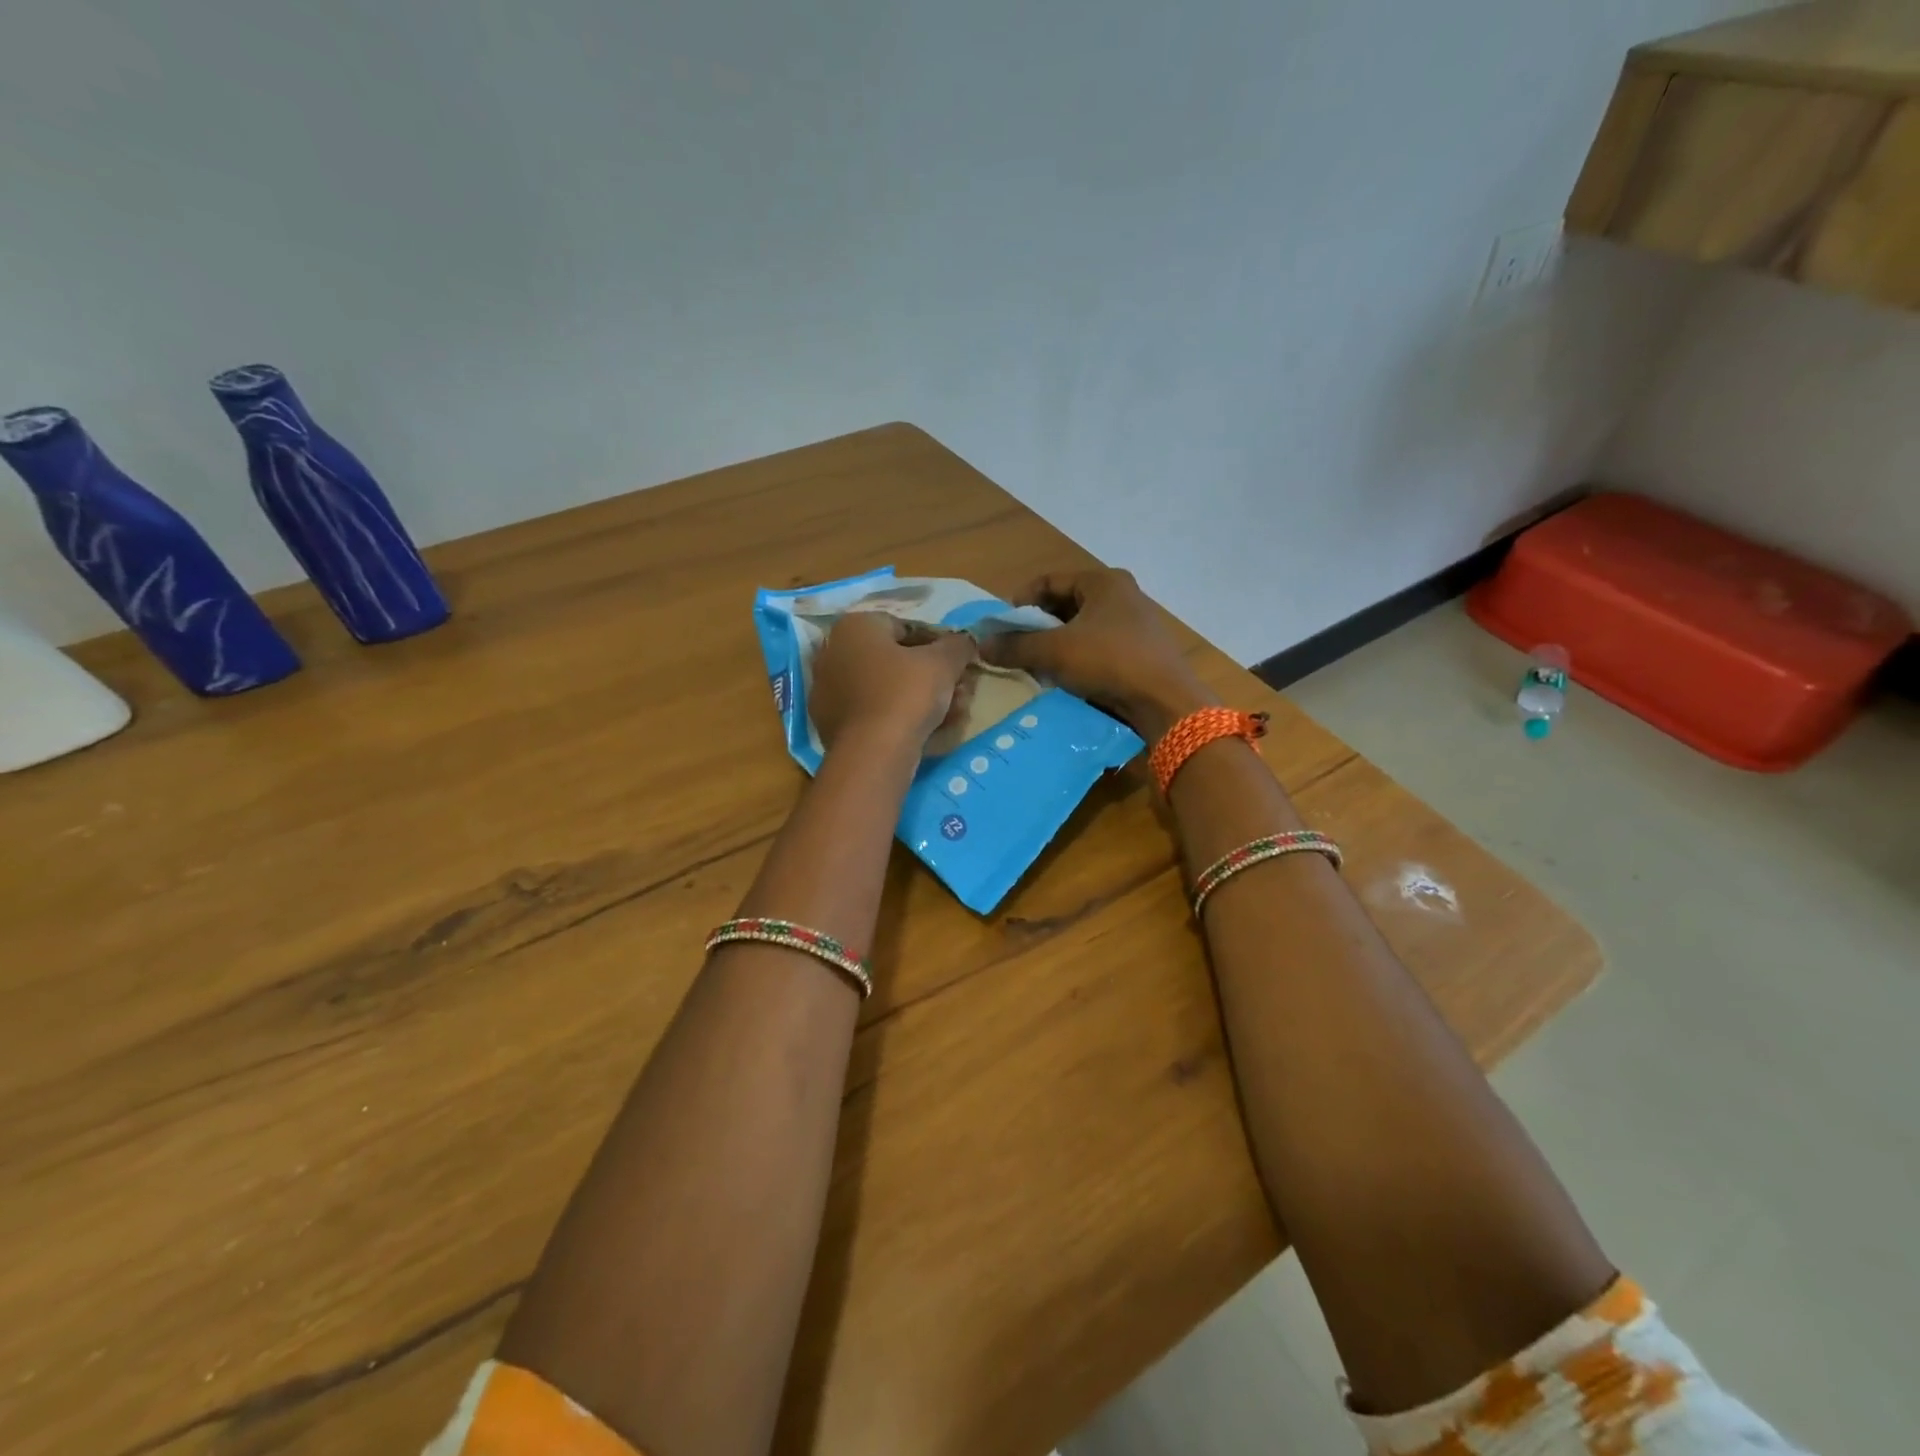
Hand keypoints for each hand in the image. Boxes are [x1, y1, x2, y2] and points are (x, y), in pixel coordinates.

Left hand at [809, 611, 978, 752]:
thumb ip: (958, 645)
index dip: (939, 646)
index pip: (906, 628)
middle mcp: (834, 653)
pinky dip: (901, 718)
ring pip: (888, 690)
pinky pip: (875, 713)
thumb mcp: (943, 663)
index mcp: (855, 627)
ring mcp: (829, 692)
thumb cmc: (906, 694)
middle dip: (932, 677)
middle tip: (961, 693)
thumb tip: (965, 641)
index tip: (959, 665)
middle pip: (896, 661)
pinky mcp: (832, 724)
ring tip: (954, 715)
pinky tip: (929, 732)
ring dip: (923, 699)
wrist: (872, 753)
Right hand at [981, 568, 1213, 736]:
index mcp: (1103, 582)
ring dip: (1055, 645)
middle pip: (1065, 604)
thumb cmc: (1109, 662)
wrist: (1166, 702)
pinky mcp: (1140, 652)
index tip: (1001, 627)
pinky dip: (1077, 660)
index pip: (1048, 581)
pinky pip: (1098, 649)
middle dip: (1037, 626)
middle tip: (1014, 648)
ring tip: (1034, 666)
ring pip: (1081, 629)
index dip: (1020, 601)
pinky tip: (1064, 680)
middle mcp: (1122, 595)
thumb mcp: (1055, 652)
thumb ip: (1015, 646)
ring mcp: (1134, 625)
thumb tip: (980, 643)